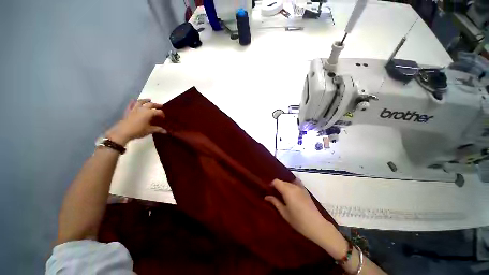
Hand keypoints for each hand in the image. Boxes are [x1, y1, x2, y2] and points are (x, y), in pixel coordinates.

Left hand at [105, 99, 165, 145]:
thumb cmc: (138, 130)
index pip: (158, 111)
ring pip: (140, 102)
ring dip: (145, 100)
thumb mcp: (149, 130)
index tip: (163, 118)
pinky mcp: (128, 111)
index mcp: (149, 113)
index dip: (162, 114)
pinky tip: (134, 101)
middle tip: (161, 106)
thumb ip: (158, 129)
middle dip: (156, 105)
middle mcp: (142, 109)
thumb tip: (166, 131)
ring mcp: (134, 109)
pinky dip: (133, 102)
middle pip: (150, 104)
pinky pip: (131, 105)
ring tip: (149, 100)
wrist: (123, 132)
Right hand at [265, 179, 339, 253]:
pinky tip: (291, 192)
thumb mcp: (284, 213)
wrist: (317, 225)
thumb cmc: (298, 221)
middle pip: (282, 181)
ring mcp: (300, 187)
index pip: (276, 181)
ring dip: (284, 186)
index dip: (271, 184)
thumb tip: (266, 196)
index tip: (269, 191)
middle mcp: (293, 186)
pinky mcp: (305, 190)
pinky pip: (296, 183)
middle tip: (274, 194)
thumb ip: (275, 202)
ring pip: (288, 182)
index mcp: (287, 190)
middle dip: (277, 186)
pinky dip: (291, 185)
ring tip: (282, 195)